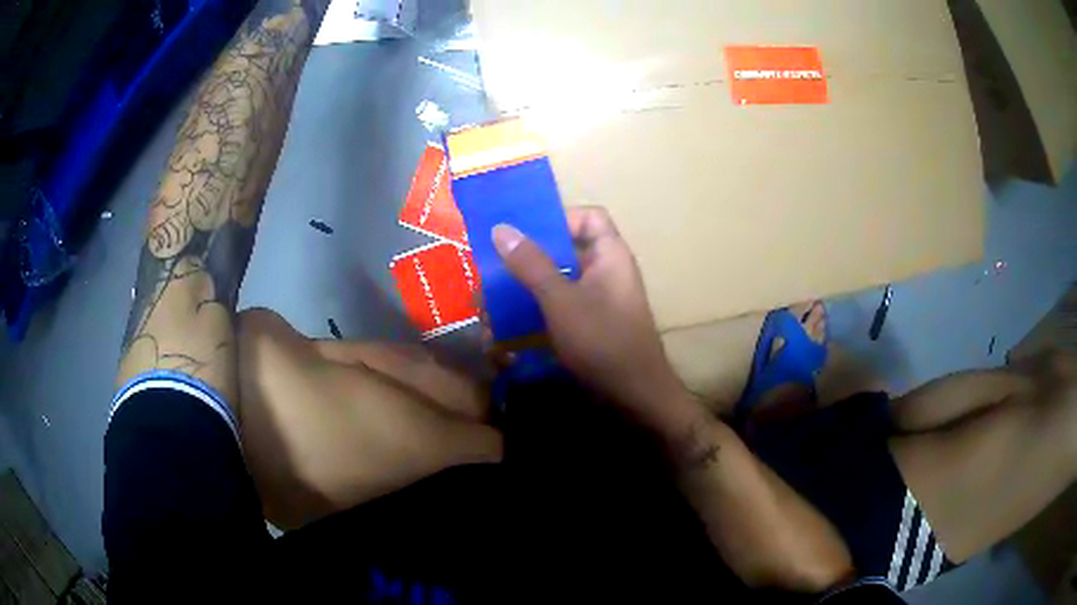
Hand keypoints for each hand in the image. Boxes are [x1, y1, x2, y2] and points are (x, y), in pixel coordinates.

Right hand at [492, 207, 697, 435]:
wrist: (635, 398)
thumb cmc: (603, 342)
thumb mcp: (561, 301)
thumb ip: (532, 264)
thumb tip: (501, 228)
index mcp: (610, 255)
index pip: (590, 217)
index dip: (558, 217)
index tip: (523, 233)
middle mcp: (607, 272)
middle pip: (567, 249)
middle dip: (530, 258)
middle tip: (496, 267)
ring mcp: (599, 301)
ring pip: (559, 281)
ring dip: (528, 289)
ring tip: (493, 301)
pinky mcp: (591, 326)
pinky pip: (560, 308)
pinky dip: (537, 312)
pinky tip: (509, 329)